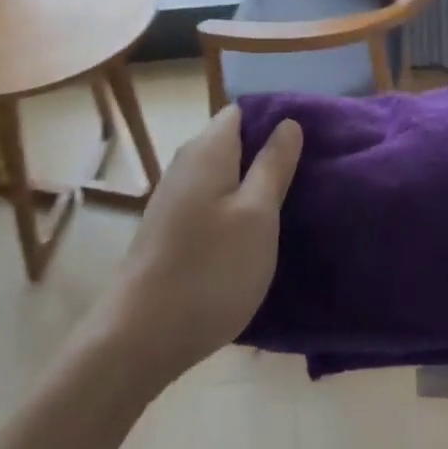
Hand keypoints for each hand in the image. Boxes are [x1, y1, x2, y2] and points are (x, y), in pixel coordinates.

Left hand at [93, 105, 302, 387]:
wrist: (141, 337)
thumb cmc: (211, 269)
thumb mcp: (258, 215)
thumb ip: (273, 165)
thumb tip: (288, 123)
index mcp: (208, 149)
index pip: (242, 111)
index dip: (274, 121)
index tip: (307, 142)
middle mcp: (186, 163)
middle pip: (232, 141)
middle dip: (265, 154)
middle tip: (306, 175)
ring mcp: (172, 197)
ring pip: (221, 175)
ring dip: (250, 186)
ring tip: (287, 206)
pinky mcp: (168, 229)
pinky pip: (209, 202)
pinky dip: (232, 210)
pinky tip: (251, 237)